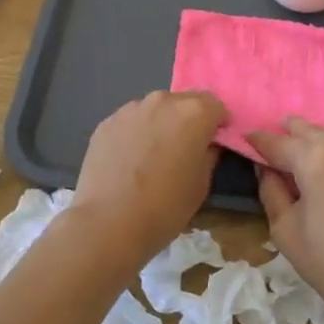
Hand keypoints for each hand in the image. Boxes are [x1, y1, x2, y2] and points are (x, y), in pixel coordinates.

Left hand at [73, 92, 225, 264]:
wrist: (108, 222)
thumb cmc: (165, 206)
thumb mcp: (202, 185)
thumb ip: (209, 154)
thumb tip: (206, 144)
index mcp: (193, 112)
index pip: (216, 105)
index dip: (217, 124)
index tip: (212, 144)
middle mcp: (162, 101)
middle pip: (183, 103)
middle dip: (187, 121)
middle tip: (182, 150)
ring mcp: (131, 109)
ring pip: (154, 110)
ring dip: (159, 125)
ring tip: (151, 157)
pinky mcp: (106, 122)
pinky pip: (130, 122)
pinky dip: (134, 134)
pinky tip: (127, 162)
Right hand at [248, 117, 323, 323]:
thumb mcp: (285, 230)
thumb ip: (271, 190)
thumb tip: (266, 167)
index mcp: (315, 159)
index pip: (279, 142)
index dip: (260, 140)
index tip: (248, 137)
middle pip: (312, 131)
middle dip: (292, 131)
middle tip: (281, 130)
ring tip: (313, 149)